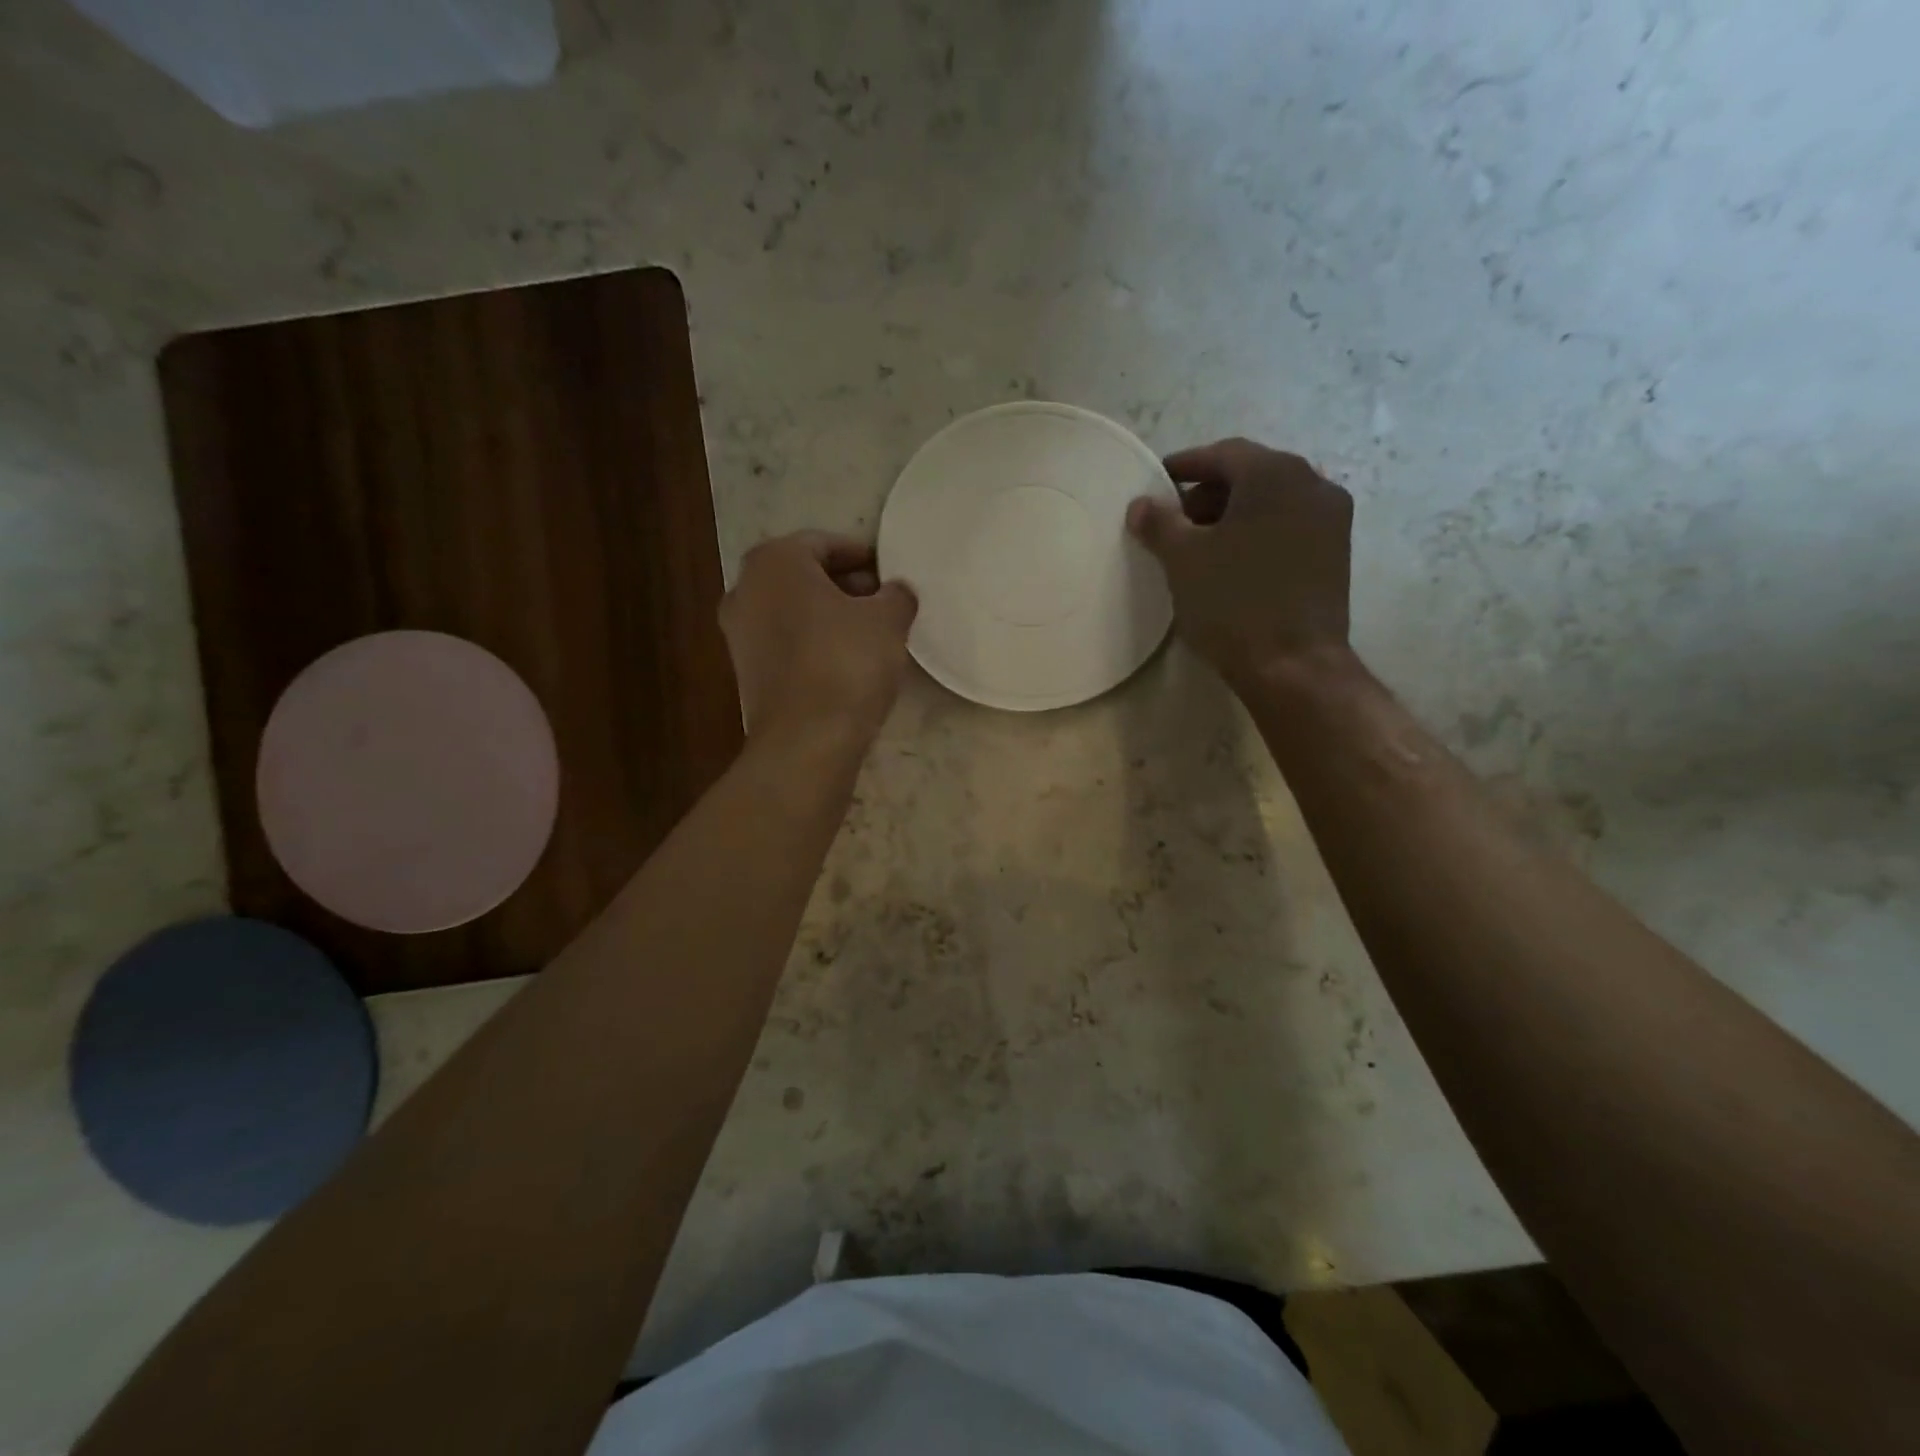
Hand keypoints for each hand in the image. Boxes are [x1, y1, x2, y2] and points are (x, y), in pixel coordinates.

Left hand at [719, 531, 918, 742]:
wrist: (806, 740)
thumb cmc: (846, 662)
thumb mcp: (888, 620)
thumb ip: (896, 595)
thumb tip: (896, 592)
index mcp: (774, 562)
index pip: (824, 543)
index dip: (862, 555)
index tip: (889, 572)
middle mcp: (745, 590)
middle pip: (803, 576)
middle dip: (844, 585)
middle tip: (882, 601)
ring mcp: (739, 634)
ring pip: (792, 610)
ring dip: (828, 615)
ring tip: (869, 633)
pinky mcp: (746, 672)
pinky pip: (785, 643)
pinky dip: (812, 642)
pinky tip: (845, 662)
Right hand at [1127, 438, 1353, 688]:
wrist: (1294, 665)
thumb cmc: (1233, 602)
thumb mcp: (1182, 559)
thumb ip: (1159, 523)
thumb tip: (1142, 504)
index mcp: (1275, 474)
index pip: (1223, 454)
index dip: (1186, 465)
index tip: (1158, 481)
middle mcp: (1312, 483)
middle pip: (1251, 474)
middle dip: (1209, 493)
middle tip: (1176, 521)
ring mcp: (1331, 519)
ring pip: (1272, 501)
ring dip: (1234, 514)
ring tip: (1201, 546)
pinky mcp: (1336, 552)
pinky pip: (1289, 525)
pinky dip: (1258, 532)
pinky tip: (1234, 562)